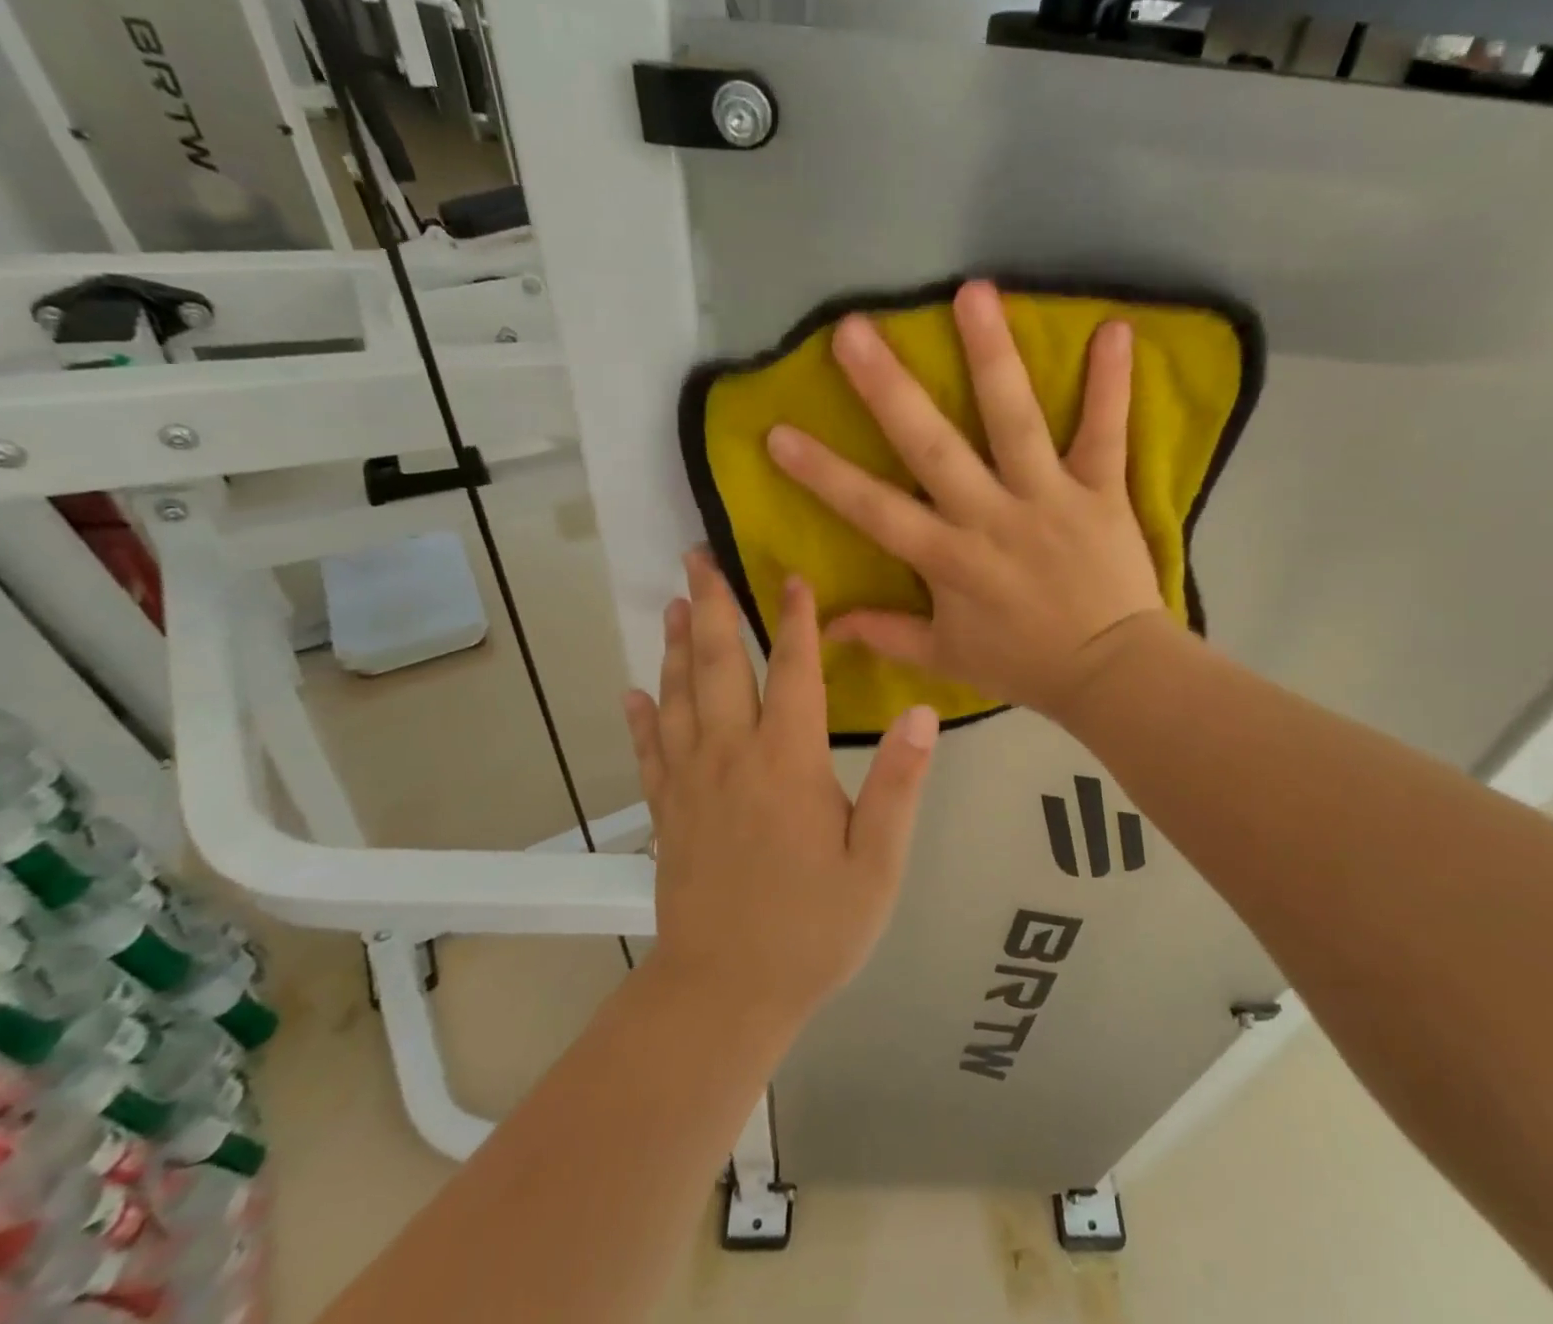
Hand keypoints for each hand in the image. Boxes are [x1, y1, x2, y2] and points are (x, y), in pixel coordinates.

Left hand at [622, 550, 937, 1020]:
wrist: (725, 994)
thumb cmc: (813, 928)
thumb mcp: (878, 863)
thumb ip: (898, 784)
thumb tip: (921, 713)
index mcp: (787, 762)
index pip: (793, 672)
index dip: (796, 620)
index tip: (790, 575)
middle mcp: (731, 757)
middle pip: (720, 667)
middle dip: (713, 607)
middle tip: (697, 558)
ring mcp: (690, 783)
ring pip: (678, 698)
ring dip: (677, 647)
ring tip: (675, 604)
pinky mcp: (666, 813)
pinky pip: (648, 752)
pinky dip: (639, 718)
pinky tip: (631, 692)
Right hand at [765, 280, 1167, 719]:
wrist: (1110, 674)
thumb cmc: (1024, 663)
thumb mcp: (947, 658)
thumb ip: (886, 635)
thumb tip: (825, 625)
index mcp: (949, 559)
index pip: (873, 510)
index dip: (823, 474)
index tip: (777, 433)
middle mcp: (991, 517)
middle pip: (932, 447)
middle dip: (889, 389)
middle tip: (853, 330)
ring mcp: (1049, 498)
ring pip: (1015, 421)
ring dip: (993, 356)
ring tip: (972, 291)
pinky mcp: (1101, 491)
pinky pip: (1107, 433)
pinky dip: (1112, 385)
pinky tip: (1113, 329)